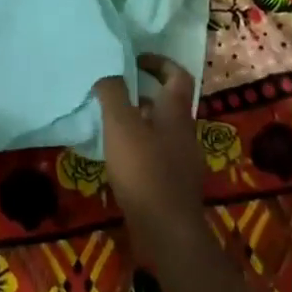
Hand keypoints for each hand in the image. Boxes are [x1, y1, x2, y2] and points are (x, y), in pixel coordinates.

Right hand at [96, 55, 207, 259]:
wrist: (167, 231)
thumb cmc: (144, 170)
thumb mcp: (121, 124)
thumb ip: (112, 93)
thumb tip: (106, 69)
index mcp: (176, 113)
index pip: (177, 75)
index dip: (159, 62)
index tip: (134, 60)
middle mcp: (185, 132)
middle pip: (168, 104)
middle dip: (143, 94)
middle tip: (114, 91)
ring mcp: (182, 161)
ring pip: (161, 130)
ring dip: (139, 122)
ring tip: (110, 124)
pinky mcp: (174, 184)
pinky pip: (157, 154)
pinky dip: (139, 148)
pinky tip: (118, 158)